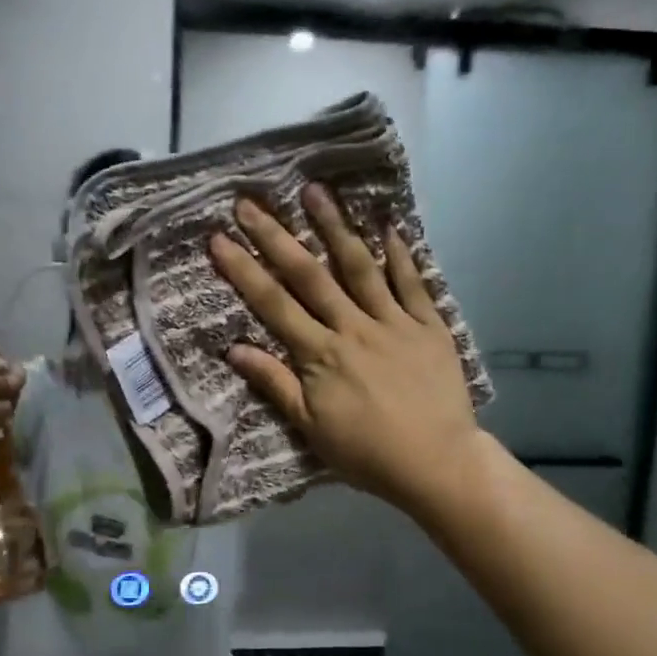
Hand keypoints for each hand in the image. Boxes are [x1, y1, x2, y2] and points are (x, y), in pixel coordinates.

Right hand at [209, 185, 481, 513]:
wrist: (436, 463)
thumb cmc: (366, 453)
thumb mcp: (311, 428)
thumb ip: (275, 384)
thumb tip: (233, 349)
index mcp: (321, 355)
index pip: (274, 304)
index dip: (244, 270)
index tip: (219, 238)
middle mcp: (353, 328)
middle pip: (309, 275)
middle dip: (276, 237)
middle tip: (250, 202)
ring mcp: (394, 322)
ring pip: (360, 266)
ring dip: (335, 227)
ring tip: (314, 191)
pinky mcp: (429, 326)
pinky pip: (413, 283)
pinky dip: (401, 253)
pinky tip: (388, 224)